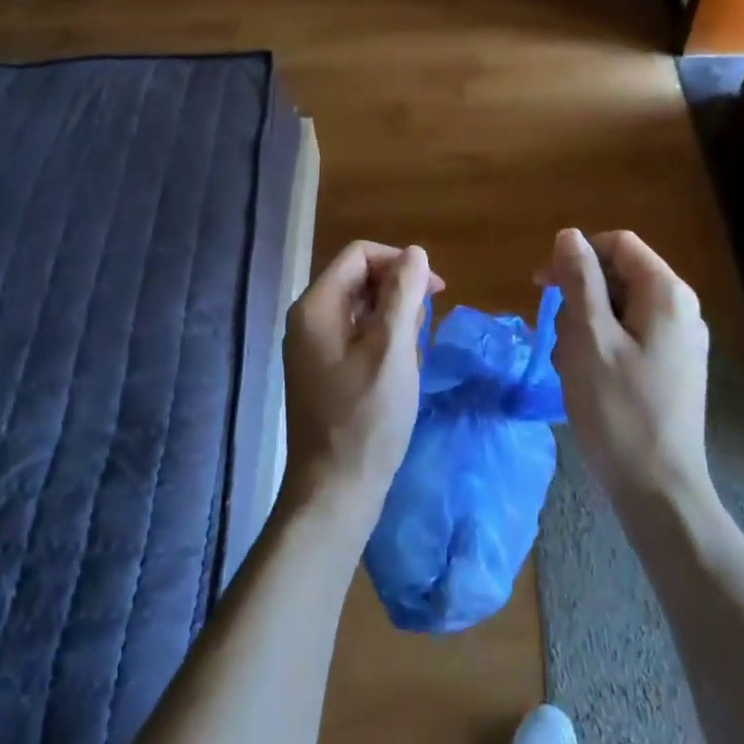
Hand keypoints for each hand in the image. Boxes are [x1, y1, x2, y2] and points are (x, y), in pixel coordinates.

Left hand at [280, 240, 440, 525]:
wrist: (335, 491)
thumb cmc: (366, 418)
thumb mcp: (393, 349)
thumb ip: (403, 294)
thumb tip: (415, 253)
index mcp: (316, 307)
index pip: (360, 255)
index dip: (400, 263)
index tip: (435, 291)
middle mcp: (307, 320)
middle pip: (359, 279)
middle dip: (398, 293)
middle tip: (425, 328)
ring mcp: (312, 348)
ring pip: (361, 309)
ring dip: (394, 321)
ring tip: (413, 356)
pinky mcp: (322, 371)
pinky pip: (356, 337)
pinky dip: (383, 343)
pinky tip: (400, 371)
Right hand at [541, 229, 711, 511]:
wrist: (658, 492)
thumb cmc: (619, 410)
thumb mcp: (589, 338)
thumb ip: (579, 280)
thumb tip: (569, 235)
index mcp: (667, 295)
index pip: (618, 245)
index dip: (576, 255)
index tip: (542, 284)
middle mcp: (680, 311)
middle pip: (618, 276)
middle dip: (578, 299)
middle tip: (556, 337)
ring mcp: (678, 342)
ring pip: (617, 310)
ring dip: (584, 328)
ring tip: (570, 367)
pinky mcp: (670, 369)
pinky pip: (627, 338)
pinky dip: (599, 349)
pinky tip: (585, 380)